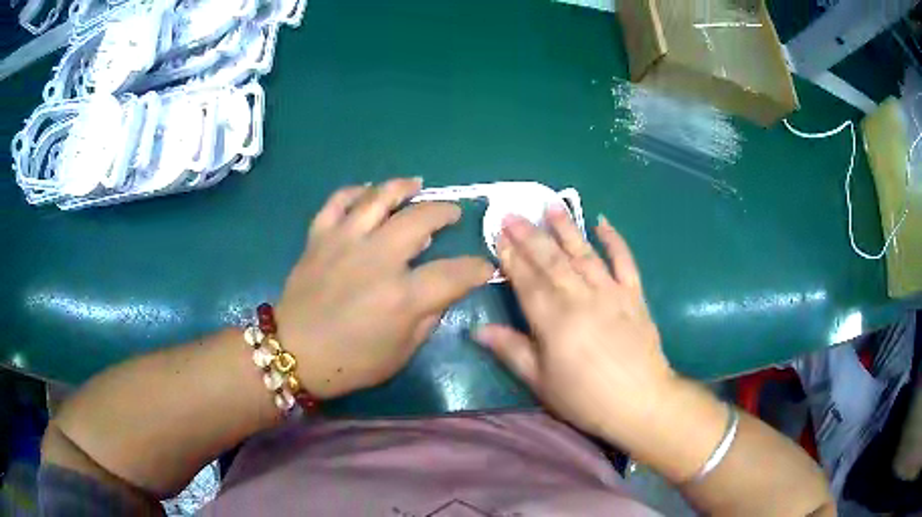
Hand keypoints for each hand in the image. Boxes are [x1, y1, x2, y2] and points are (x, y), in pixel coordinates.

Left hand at [277, 178, 493, 398]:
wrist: (294, 353)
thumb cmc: (351, 363)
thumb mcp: (402, 353)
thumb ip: (428, 317)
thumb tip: (442, 291)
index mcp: (402, 296)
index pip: (455, 272)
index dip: (477, 268)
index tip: (484, 267)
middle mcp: (377, 259)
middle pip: (421, 219)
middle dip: (445, 212)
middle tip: (453, 215)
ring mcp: (345, 241)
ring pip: (379, 197)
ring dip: (403, 187)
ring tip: (416, 185)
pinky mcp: (319, 237)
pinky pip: (338, 201)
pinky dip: (355, 191)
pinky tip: (368, 193)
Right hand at [475, 208, 675, 442]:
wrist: (640, 402)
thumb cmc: (586, 398)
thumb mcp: (541, 382)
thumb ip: (511, 351)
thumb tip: (478, 330)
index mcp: (554, 320)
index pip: (527, 280)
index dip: (511, 256)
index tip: (498, 234)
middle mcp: (581, 297)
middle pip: (551, 260)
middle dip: (530, 235)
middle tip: (513, 213)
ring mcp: (611, 292)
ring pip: (584, 252)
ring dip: (566, 227)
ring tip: (550, 205)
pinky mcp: (634, 295)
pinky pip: (624, 260)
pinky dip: (614, 240)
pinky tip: (603, 222)